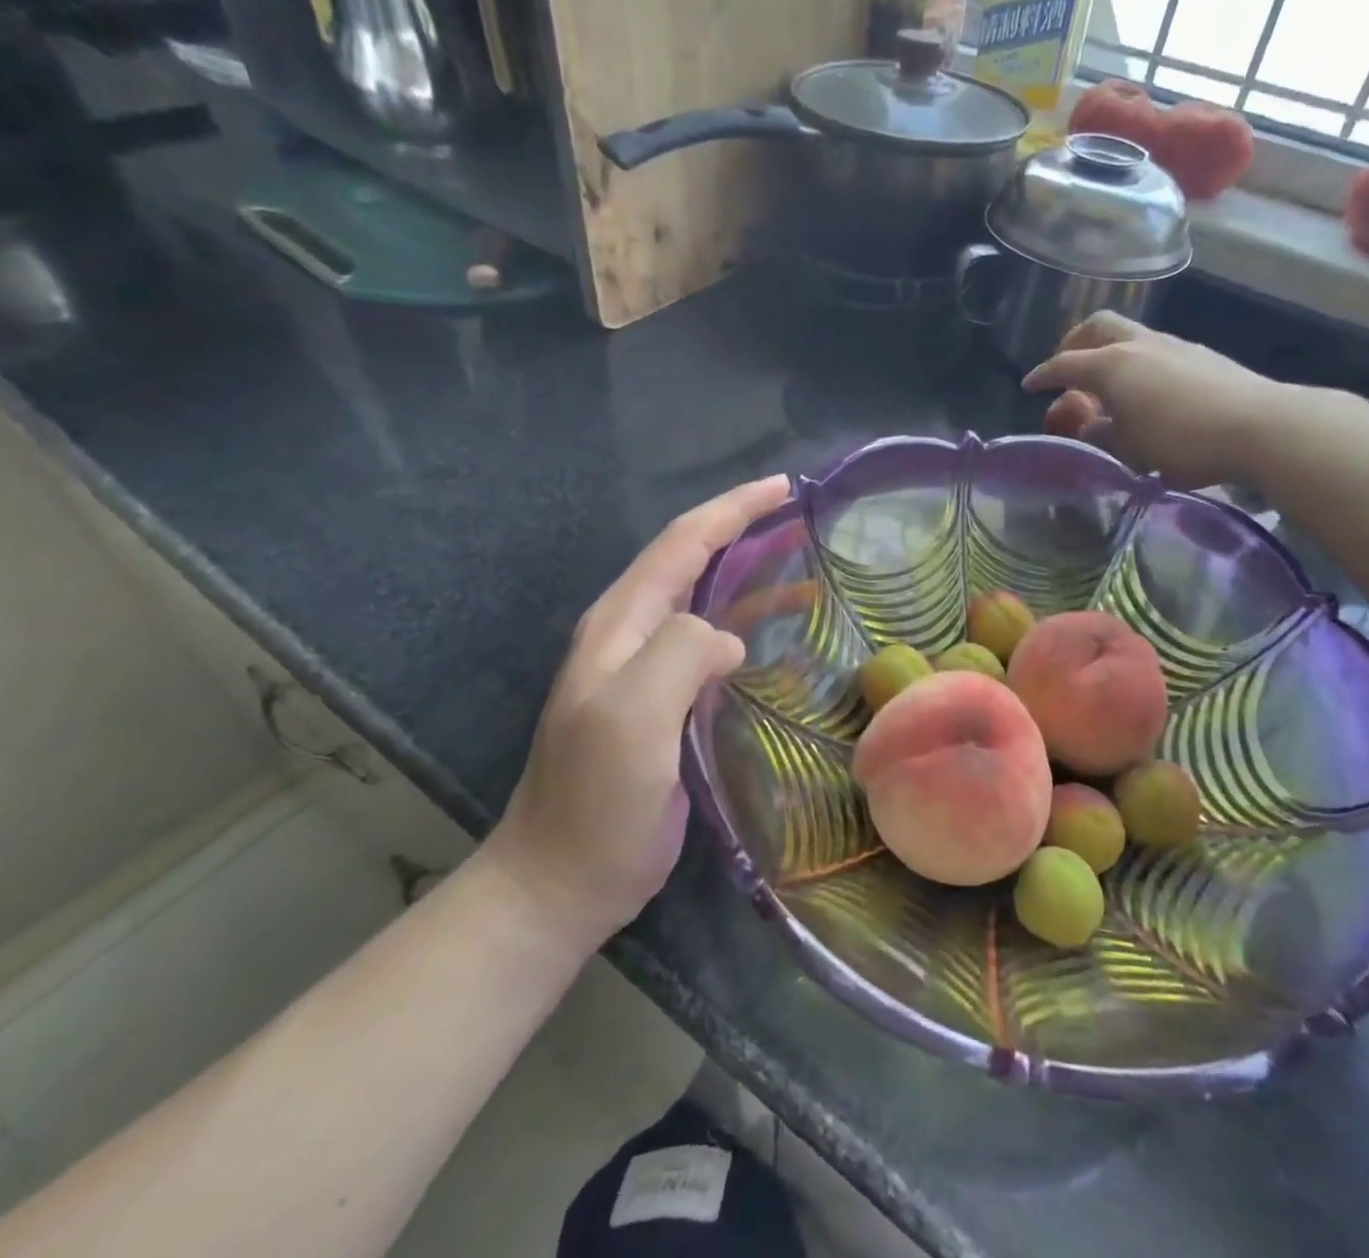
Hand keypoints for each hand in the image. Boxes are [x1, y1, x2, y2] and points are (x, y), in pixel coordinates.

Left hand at [481, 475, 792, 941]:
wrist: (562, 880)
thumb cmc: (596, 798)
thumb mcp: (633, 716)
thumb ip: (680, 654)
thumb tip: (729, 640)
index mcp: (620, 625)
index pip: (680, 543)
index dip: (731, 509)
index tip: (783, 487)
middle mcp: (631, 636)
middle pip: (691, 562)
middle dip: (741, 530)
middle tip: (799, 517)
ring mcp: (646, 672)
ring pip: (704, 603)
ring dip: (749, 579)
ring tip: (805, 571)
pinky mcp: (666, 706)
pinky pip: (711, 648)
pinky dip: (746, 629)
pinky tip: (777, 641)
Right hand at [1023, 312, 1290, 489]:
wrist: (1260, 426)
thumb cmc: (1182, 441)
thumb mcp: (1131, 449)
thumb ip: (1103, 435)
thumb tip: (1091, 427)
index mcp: (1112, 366)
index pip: (1065, 364)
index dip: (1043, 375)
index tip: (1029, 385)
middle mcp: (1139, 345)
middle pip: (1097, 327)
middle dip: (1075, 343)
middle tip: (1068, 369)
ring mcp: (1173, 345)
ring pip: (1129, 335)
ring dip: (1109, 353)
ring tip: (1108, 386)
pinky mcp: (1201, 355)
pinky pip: (1154, 349)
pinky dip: (1137, 363)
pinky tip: (1146, 392)